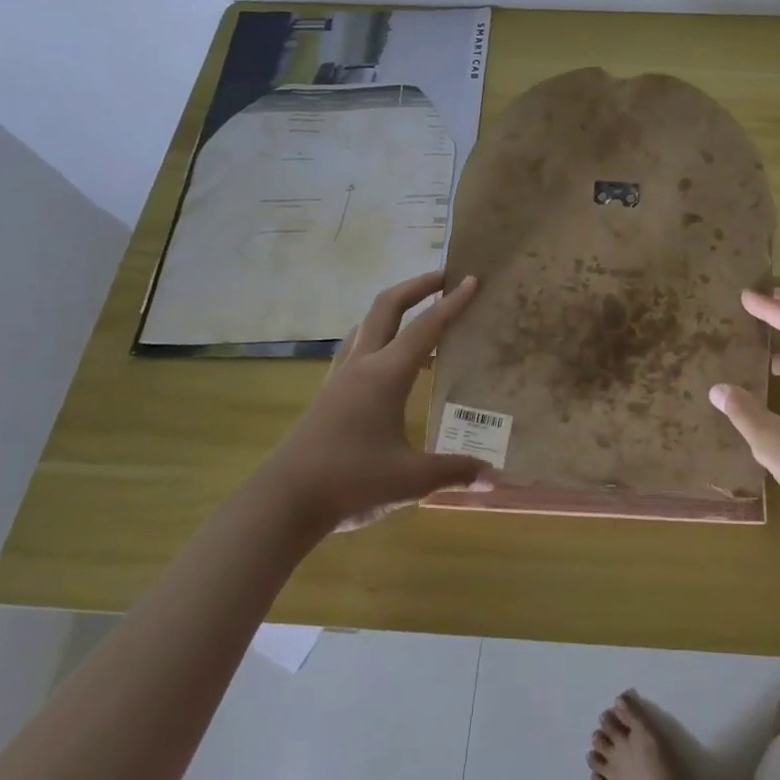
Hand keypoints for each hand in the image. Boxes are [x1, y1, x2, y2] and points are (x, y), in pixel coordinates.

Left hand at [264, 271, 490, 531]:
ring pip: (367, 323)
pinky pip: (356, 346)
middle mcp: (362, 365)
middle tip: (445, 277)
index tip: (472, 279)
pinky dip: (377, 334)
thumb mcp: (411, 479)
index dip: (452, 302)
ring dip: (395, 307)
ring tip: (418, 311)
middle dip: (418, 286)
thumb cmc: (350, 482)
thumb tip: (495, 477)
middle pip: (388, 307)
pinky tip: (385, 356)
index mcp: (386, 375)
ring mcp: (340, 377)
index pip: (426, 327)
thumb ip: (455, 471)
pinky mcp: (328, 394)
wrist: (283, 502)